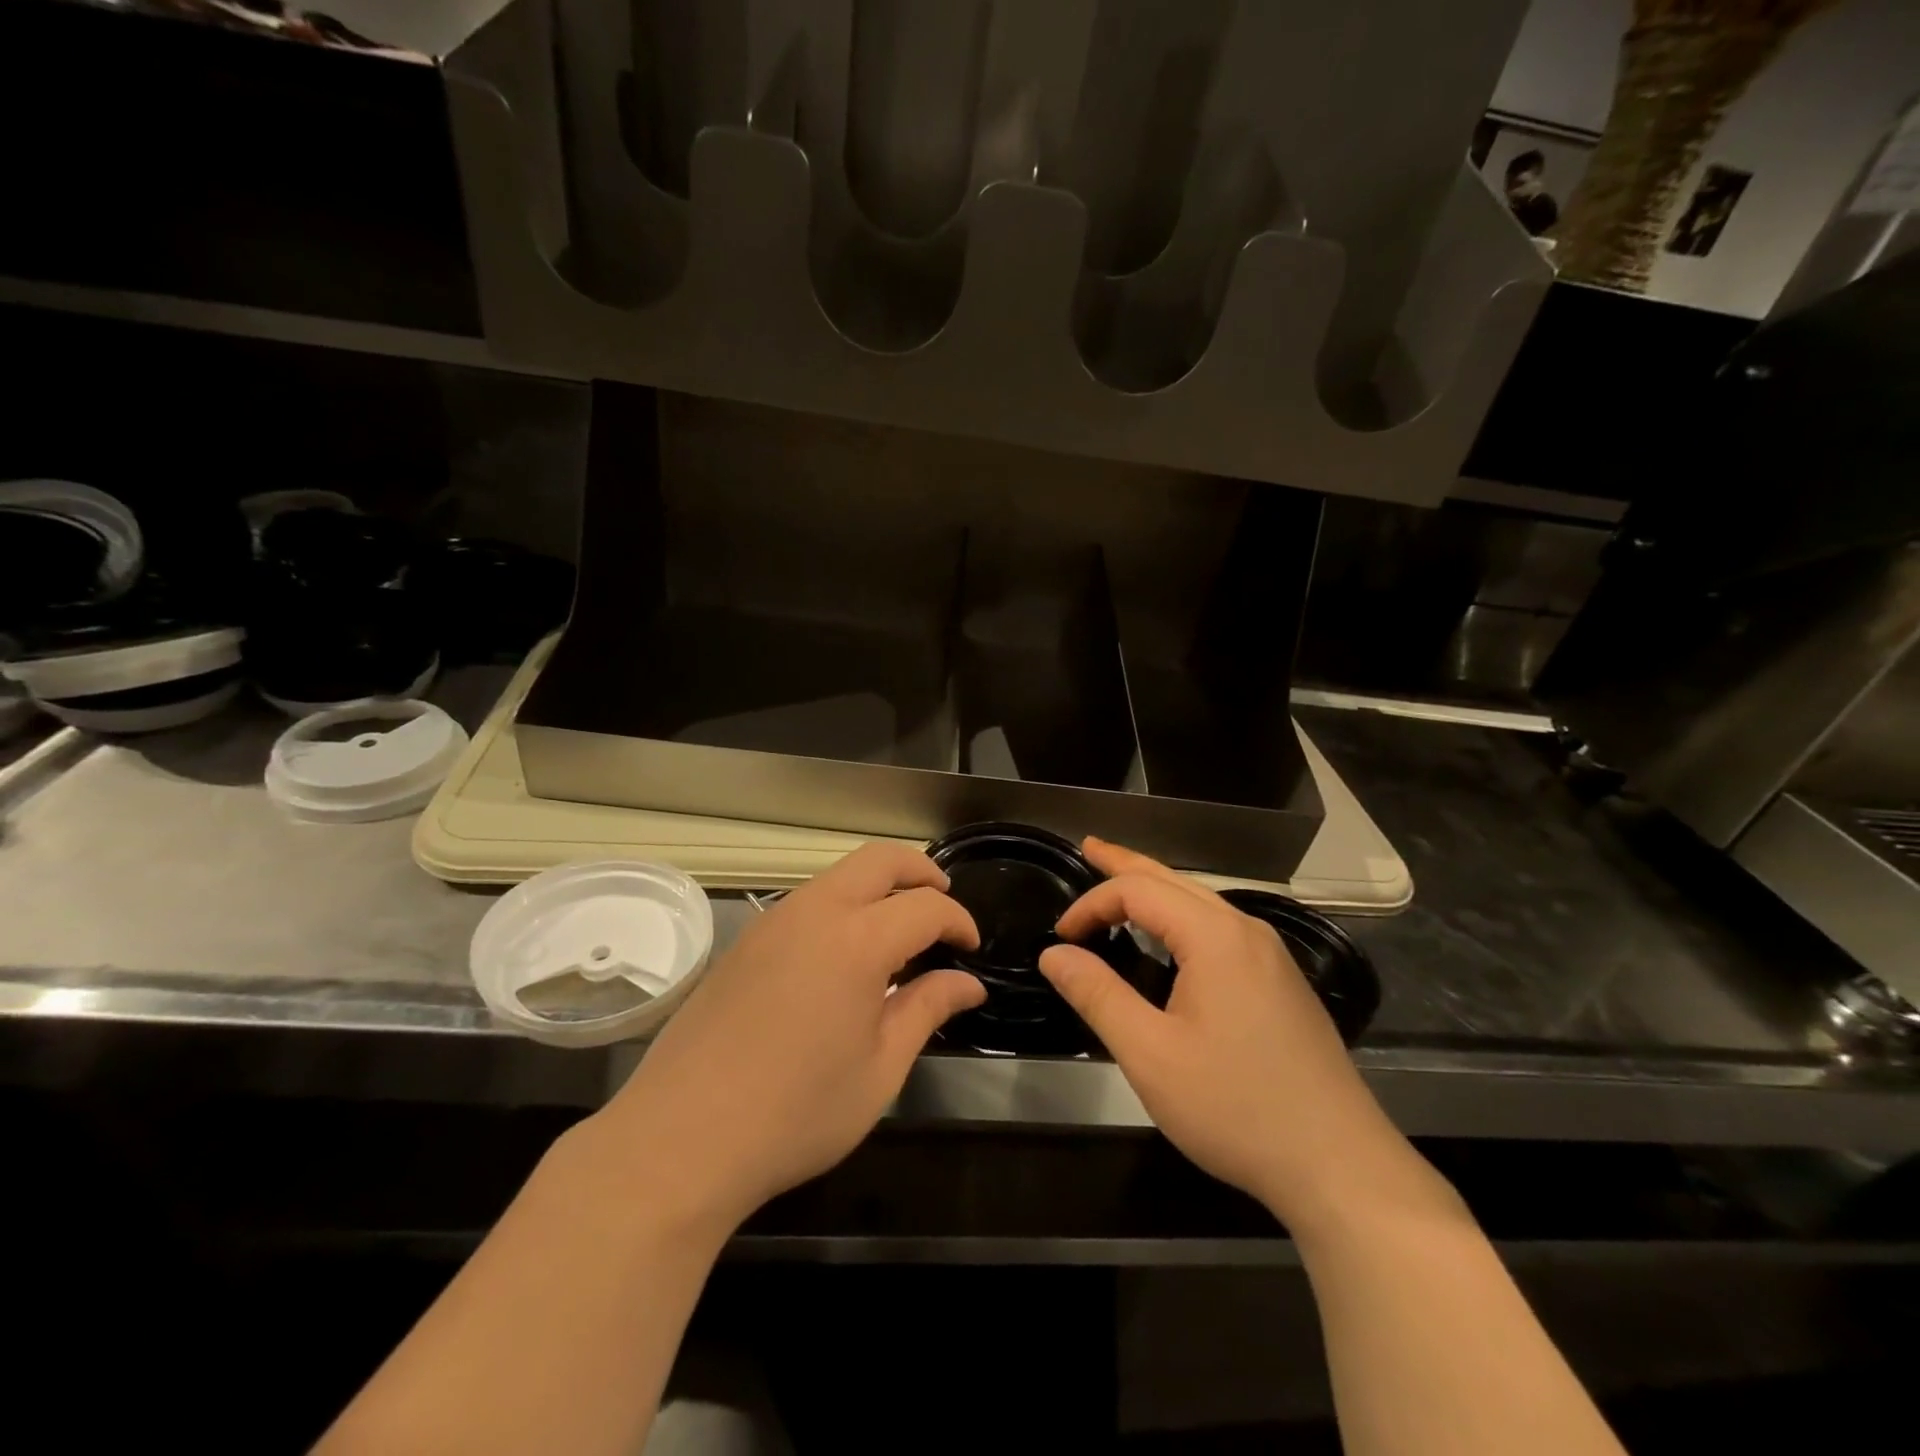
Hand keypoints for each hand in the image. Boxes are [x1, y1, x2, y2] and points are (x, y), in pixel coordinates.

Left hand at [597, 843, 984, 1231]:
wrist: (681, 1139)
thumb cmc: (796, 1113)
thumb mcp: (880, 1070)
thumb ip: (927, 1010)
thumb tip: (968, 983)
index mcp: (857, 940)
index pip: (925, 907)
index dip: (958, 921)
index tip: (971, 949)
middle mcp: (815, 911)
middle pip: (879, 860)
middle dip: (920, 872)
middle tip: (943, 905)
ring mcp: (773, 921)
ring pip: (840, 875)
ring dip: (878, 887)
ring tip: (899, 934)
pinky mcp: (746, 940)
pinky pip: (808, 901)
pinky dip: (843, 906)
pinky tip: (846, 956)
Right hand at [1040, 838, 1420, 1232]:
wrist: (1340, 1165)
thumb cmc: (1236, 1107)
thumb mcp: (1150, 1054)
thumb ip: (1097, 995)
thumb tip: (1055, 954)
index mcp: (1214, 936)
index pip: (1138, 891)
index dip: (1092, 904)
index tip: (1059, 937)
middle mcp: (1245, 931)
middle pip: (1174, 880)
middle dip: (1127, 863)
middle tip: (1089, 848)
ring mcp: (1270, 956)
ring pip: (1201, 901)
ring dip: (1156, 888)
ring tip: (1121, 883)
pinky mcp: (1281, 982)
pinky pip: (1221, 927)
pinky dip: (1182, 915)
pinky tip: (1172, 936)